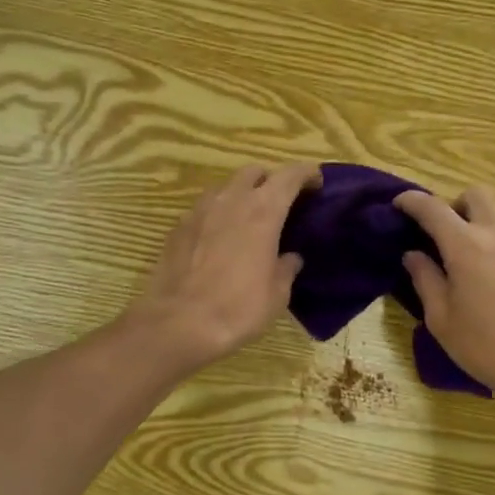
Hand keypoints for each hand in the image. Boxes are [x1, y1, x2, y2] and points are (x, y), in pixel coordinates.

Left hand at [127, 162, 321, 372]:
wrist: (178, 322)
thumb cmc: (237, 308)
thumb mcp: (277, 295)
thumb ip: (286, 268)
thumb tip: (290, 258)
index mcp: (263, 211)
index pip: (290, 175)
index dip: (306, 173)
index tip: (316, 183)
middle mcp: (231, 200)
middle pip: (254, 172)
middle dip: (270, 180)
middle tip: (279, 203)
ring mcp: (200, 210)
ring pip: (225, 187)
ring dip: (241, 195)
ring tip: (247, 220)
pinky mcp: (178, 226)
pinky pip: (204, 209)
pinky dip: (217, 215)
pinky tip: (219, 239)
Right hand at [394, 186, 494, 410]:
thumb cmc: (490, 347)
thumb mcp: (442, 320)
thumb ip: (425, 280)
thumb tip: (414, 255)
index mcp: (466, 246)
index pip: (432, 208)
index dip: (411, 201)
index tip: (398, 204)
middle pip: (476, 195)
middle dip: (455, 205)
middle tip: (444, 235)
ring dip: (482, 230)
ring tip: (474, 268)